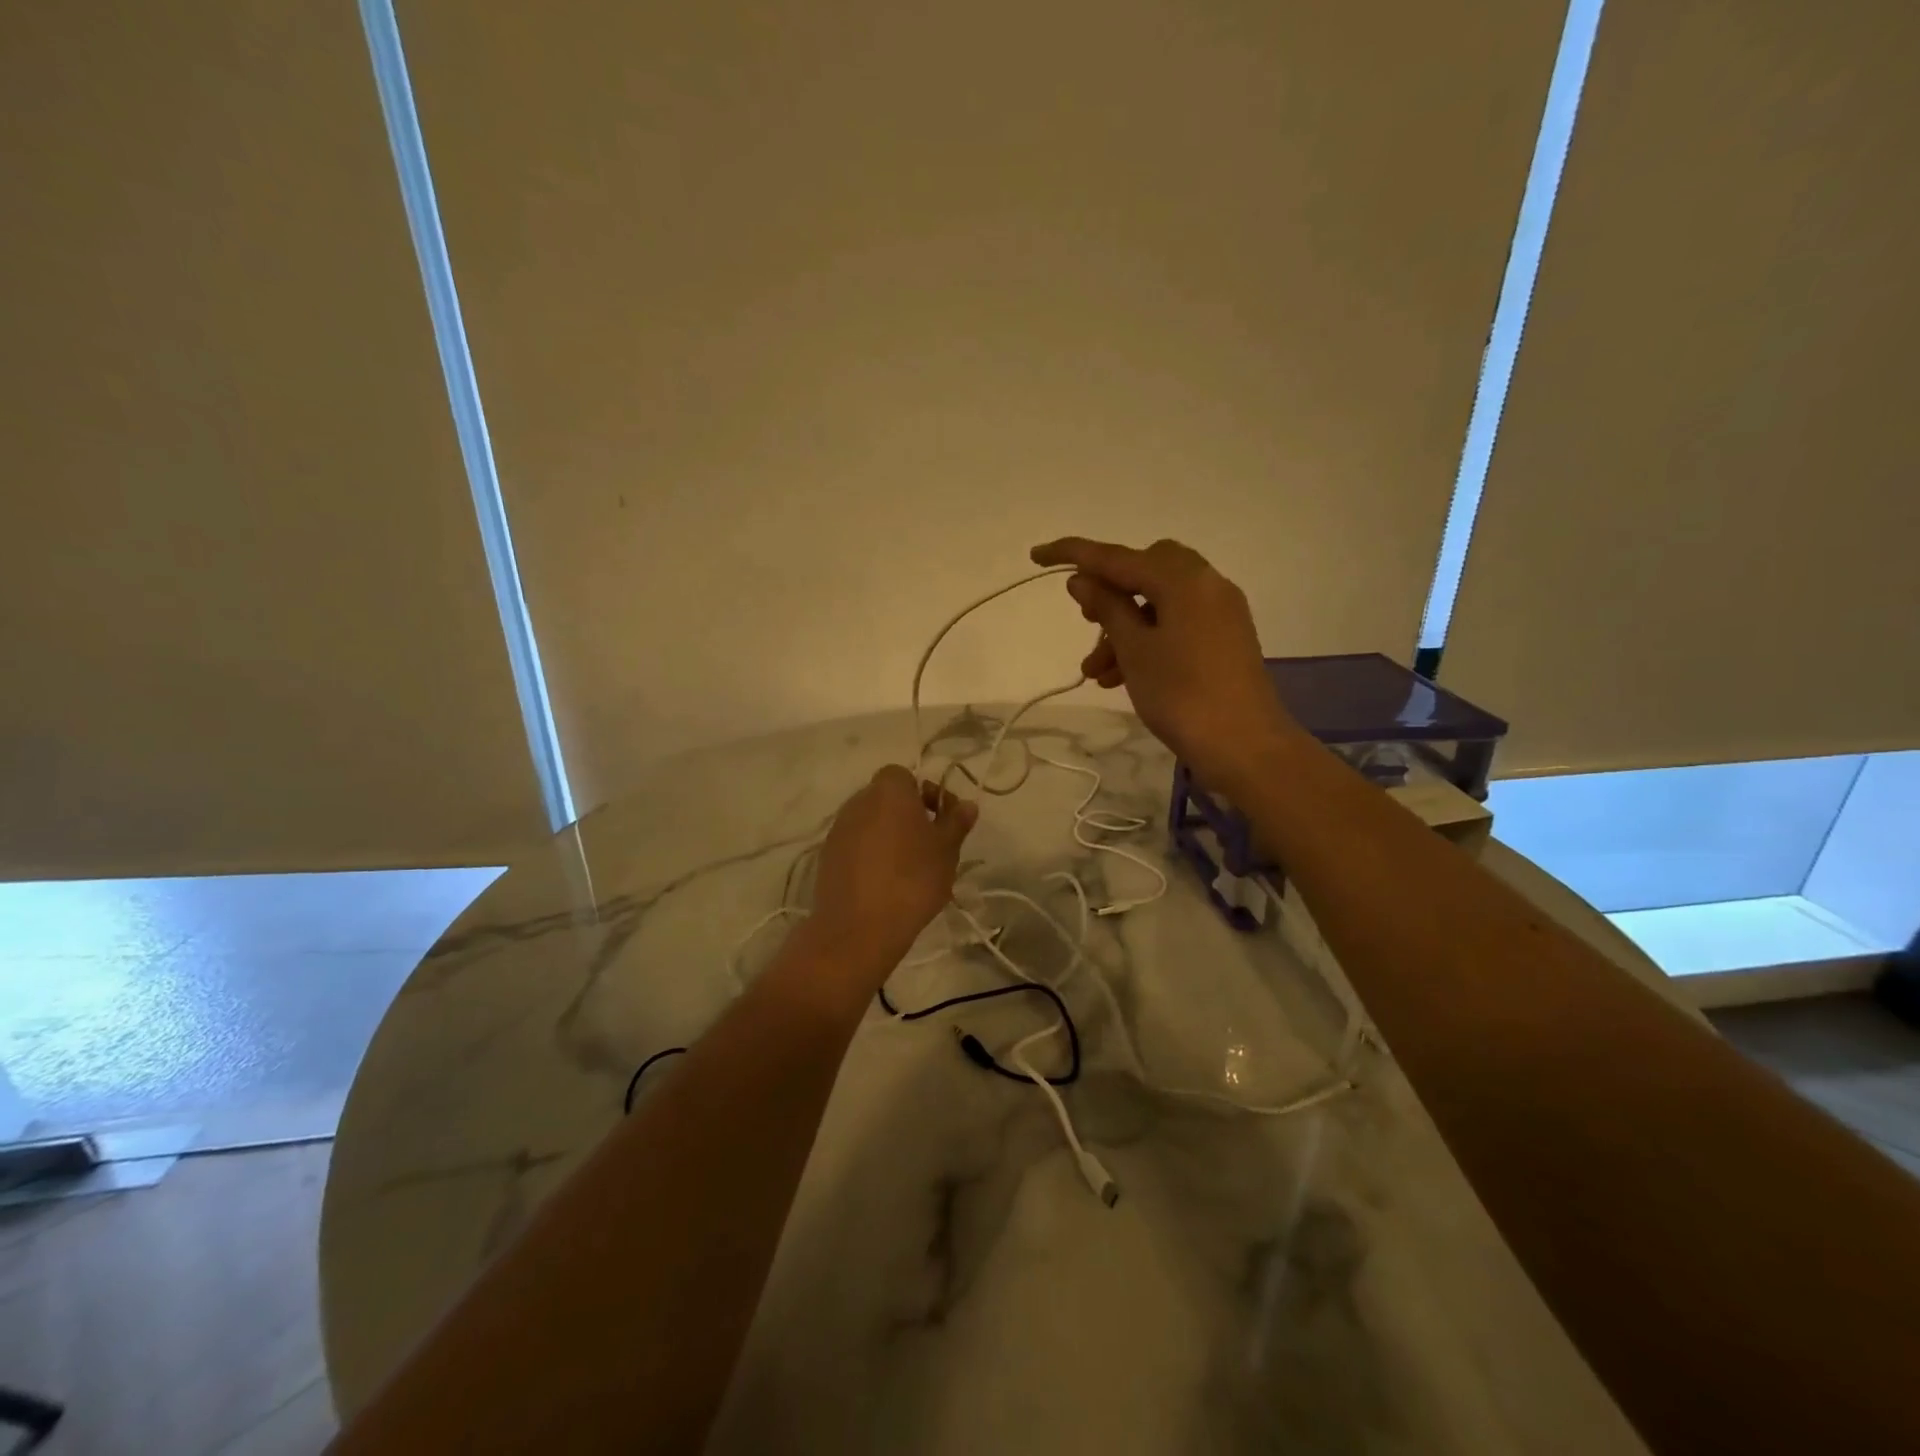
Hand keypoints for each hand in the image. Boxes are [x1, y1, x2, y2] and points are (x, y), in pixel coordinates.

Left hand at [809, 765, 977, 970]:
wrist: (859, 927)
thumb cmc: (912, 879)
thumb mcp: (947, 850)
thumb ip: (956, 822)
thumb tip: (967, 805)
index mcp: (888, 791)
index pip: (903, 776)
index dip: (922, 793)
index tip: (938, 819)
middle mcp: (858, 802)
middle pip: (885, 798)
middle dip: (906, 815)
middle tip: (928, 844)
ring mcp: (838, 830)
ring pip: (869, 822)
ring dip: (887, 835)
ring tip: (908, 867)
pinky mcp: (826, 857)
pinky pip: (855, 845)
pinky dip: (869, 855)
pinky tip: (884, 883)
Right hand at [1030, 536, 1300, 793]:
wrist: (1245, 746)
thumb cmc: (1182, 695)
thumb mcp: (1134, 650)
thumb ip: (1106, 608)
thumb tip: (1082, 579)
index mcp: (1183, 579)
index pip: (1117, 557)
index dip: (1073, 554)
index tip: (1037, 555)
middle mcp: (1206, 584)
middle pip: (1145, 571)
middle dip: (1109, 593)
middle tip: (1086, 622)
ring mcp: (1219, 611)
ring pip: (1158, 602)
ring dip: (1123, 627)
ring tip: (1095, 671)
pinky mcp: (1224, 637)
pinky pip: (1176, 623)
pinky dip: (1147, 639)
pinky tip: (1121, 676)